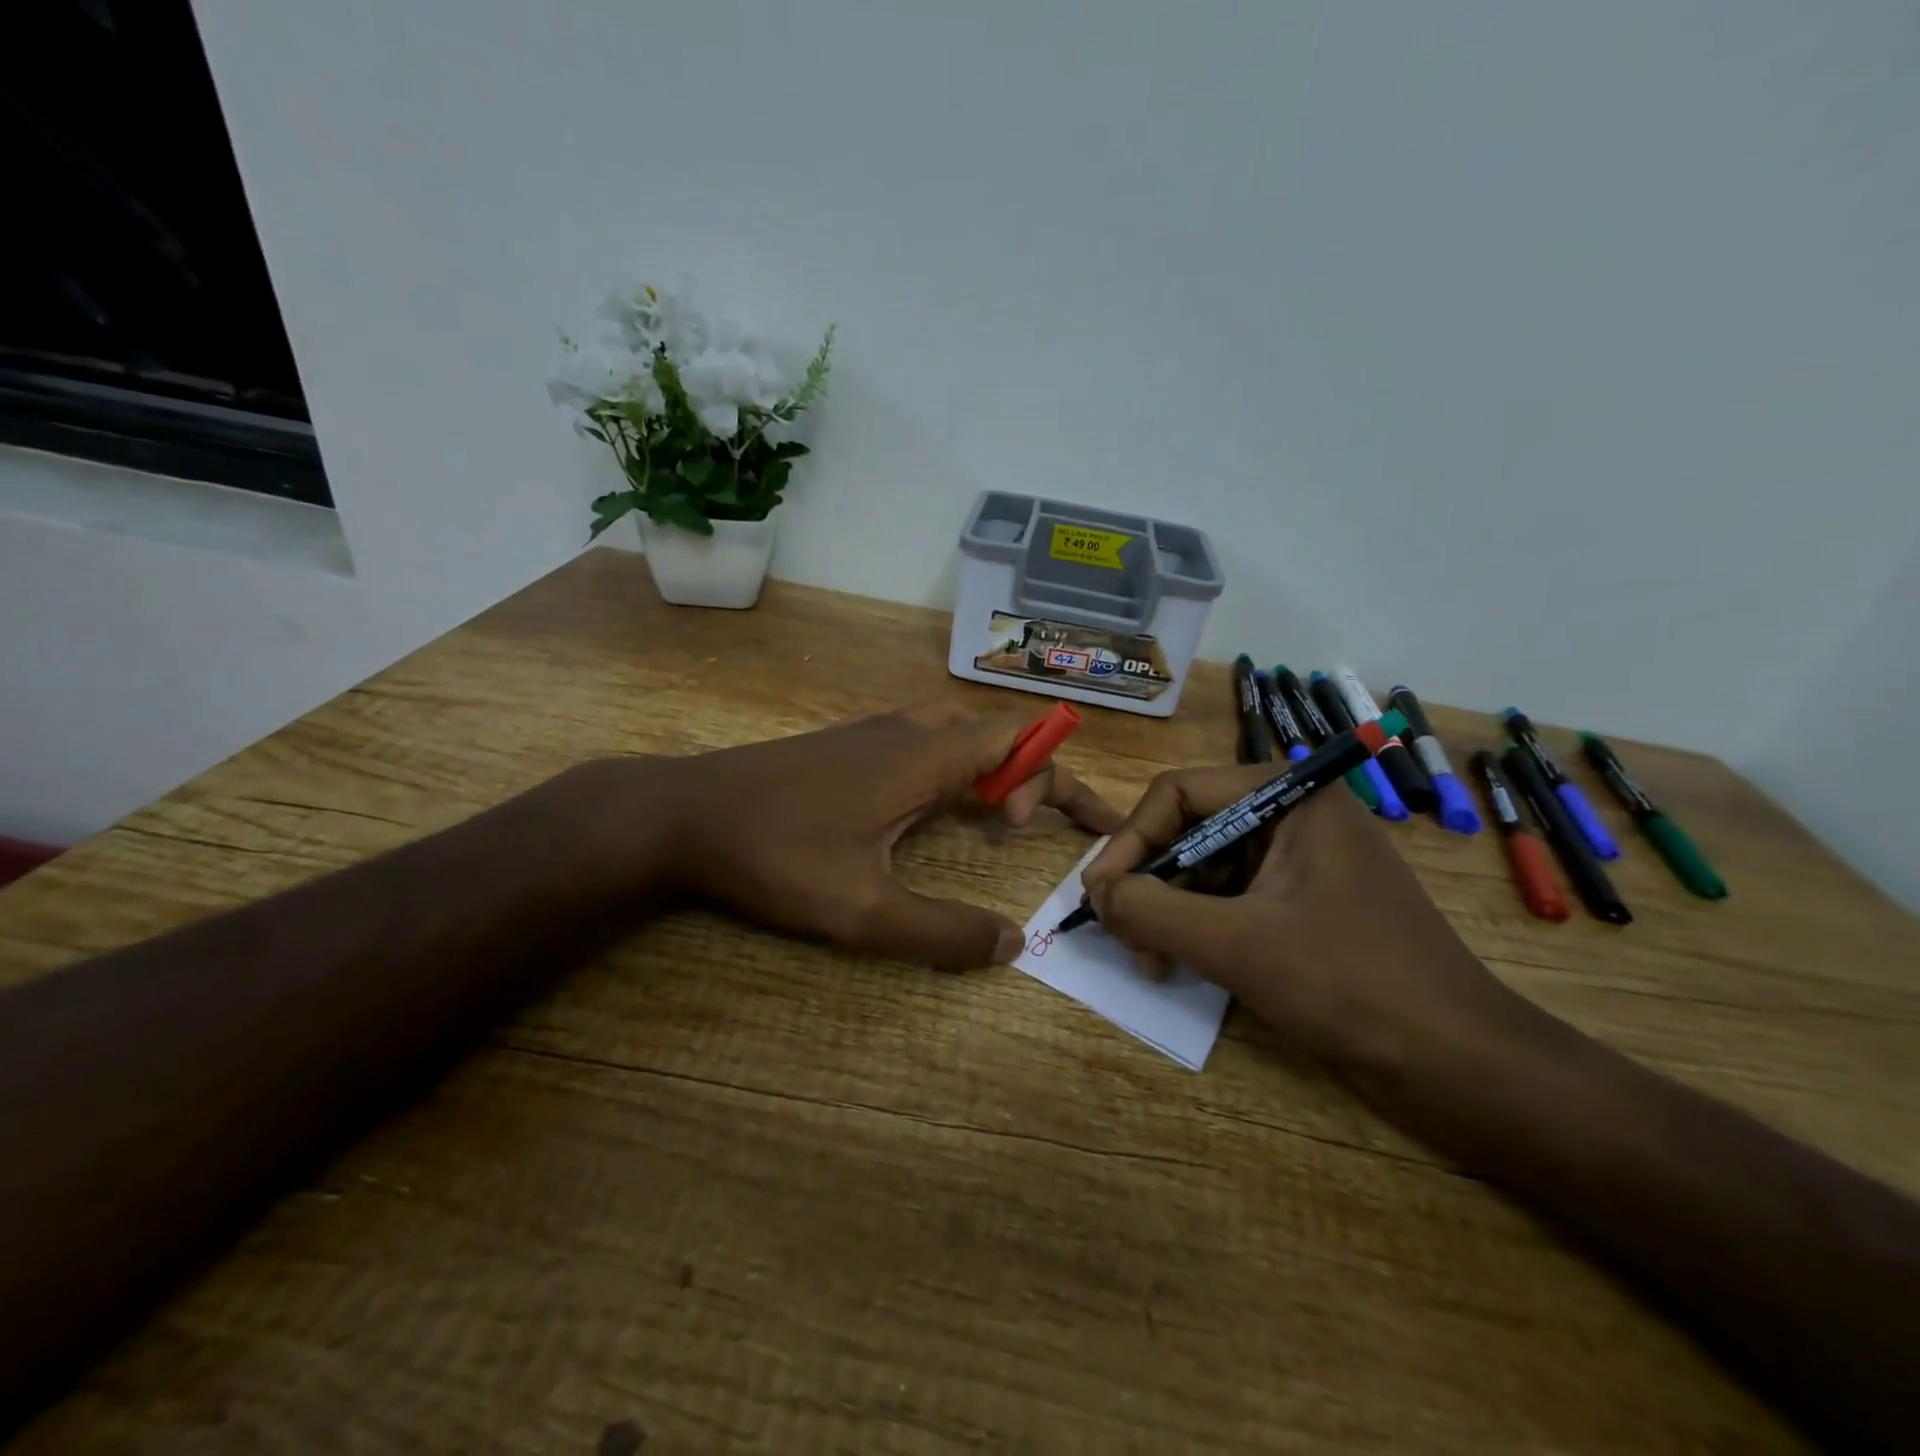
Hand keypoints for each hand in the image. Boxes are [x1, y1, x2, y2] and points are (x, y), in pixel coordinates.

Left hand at [649, 702, 1122, 969]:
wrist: (683, 814)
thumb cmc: (775, 856)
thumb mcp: (862, 912)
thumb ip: (940, 934)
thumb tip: (1011, 947)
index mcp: (924, 757)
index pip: (1020, 741)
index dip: (1058, 776)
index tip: (1064, 829)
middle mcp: (906, 730)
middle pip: (995, 731)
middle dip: (1030, 772)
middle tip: (1024, 828)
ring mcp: (872, 732)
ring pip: (958, 730)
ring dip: (989, 766)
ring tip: (991, 817)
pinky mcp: (846, 744)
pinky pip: (924, 739)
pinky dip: (953, 765)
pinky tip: (929, 809)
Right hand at [1081, 769, 1517, 1068]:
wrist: (1462, 1066)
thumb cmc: (1349, 984)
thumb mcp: (1234, 944)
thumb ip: (1150, 909)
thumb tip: (1093, 892)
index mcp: (1288, 795)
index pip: (1180, 792)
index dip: (1130, 840)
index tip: (1098, 894)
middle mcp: (1293, 814)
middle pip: (1190, 829)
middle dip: (1151, 883)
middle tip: (1123, 935)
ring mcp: (1302, 860)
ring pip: (1207, 868)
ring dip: (1171, 911)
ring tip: (1153, 962)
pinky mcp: (1305, 903)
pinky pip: (1232, 899)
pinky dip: (1200, 928)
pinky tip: (1183, 965)